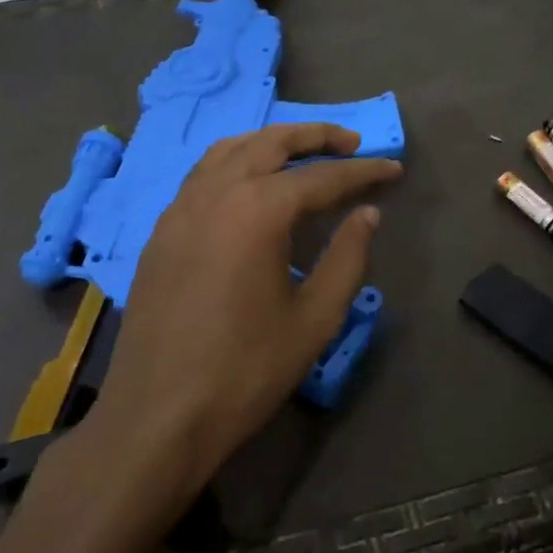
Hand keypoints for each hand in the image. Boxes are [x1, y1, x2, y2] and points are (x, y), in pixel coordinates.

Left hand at [78, 123, 401, 499]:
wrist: (158, 416)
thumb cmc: (245, 371)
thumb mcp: (314, 318)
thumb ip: (347, 257)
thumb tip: (367, 214)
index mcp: (257, 211)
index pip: (322, 177)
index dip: (363, 172)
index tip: (394, 170)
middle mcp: (216, 194)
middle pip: (271, 143)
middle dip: (316, 136)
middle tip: (351, 143)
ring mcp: (181, 209)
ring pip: (230, 151)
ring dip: (271, 142)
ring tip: (302, 152)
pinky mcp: (162, 232)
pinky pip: (202, 176)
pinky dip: (235, 163)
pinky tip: (249, 186)